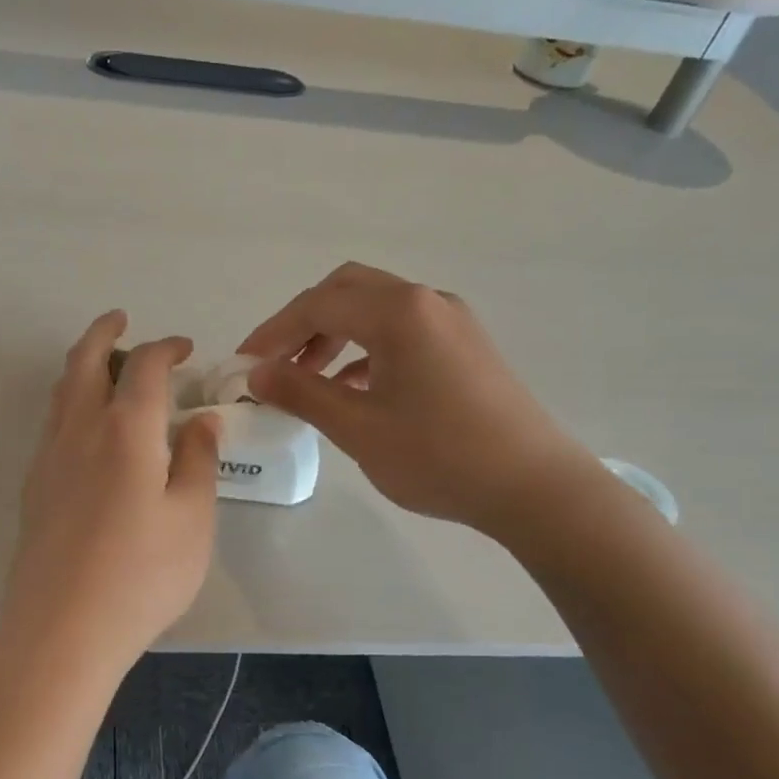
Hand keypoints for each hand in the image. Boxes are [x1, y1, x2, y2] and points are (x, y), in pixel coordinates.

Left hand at [0, 312, 220, 668]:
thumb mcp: (193, 518)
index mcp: (124, 430)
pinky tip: (90, 431)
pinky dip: (71, 403)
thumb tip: (201, 420)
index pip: (144, 367)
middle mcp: (79, 431)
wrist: (62, 631)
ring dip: (83, 367)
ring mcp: (48, 459)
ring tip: (107, 369)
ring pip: (61, 392)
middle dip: (103, 333)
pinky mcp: (34, 489)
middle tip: (122, 320)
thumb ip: (199, 461)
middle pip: (83, 362)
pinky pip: (52, 424)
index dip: (166, 348)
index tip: (186, 349)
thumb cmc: (142, 575)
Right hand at [240, 263, 599, 536]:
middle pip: (347, 291)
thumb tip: (256, 372)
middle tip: (276, 361)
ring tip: (308, 378)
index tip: (243, 362)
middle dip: (303, 322)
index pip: (318, 305)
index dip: (273, 331)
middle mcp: (426, 301)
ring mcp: (451, 321)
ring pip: (376, 309)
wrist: (535, 487)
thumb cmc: (439, 456)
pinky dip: (367, 349)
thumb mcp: (358, 428)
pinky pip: (402, 331)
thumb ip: (302, 393)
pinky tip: (353, 388)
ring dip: (335, 335)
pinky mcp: (465, 346)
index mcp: (399, 311)